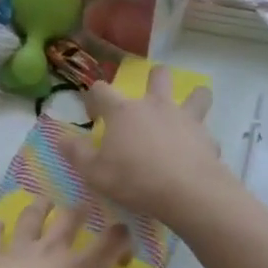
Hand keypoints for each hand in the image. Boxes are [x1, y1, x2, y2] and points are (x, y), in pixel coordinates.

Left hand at [0, 198, 130, 267]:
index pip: (111, 244)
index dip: (121, 237)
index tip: (123, 238)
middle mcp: (52, 254)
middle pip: (71, 218)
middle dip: (80, 211)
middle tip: (82, 208)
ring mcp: (18, 251)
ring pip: (32, 217)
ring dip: (39, 207)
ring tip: (43, 203)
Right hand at [71, 66, 236, 229]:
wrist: (187, 191)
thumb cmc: (134, 180)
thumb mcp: (94, 173)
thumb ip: (76, 153)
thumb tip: (60, 138)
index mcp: (123, 112)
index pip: (101, 90)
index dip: (94, 98)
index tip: (93, 115)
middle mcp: (155, 106)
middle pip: (158, 75)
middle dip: (153, 79)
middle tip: (147, 100)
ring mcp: (185, 118)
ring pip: (196, 94)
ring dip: (193, 98)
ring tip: (186, 112)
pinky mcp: (206, 137)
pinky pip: (206, 132)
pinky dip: (201, 139)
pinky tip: (196, 153)